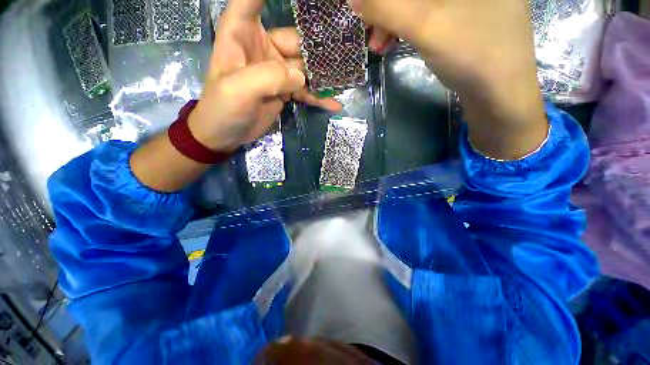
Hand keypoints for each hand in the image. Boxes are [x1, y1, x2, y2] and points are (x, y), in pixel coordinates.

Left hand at [189, 0, 341, 151]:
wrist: (226, 135)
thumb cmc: (222, 109)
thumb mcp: (239, 90)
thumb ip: (269, 77)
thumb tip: (300, 76)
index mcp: (242, 32)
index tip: (305, 0)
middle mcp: (262, 47)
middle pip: (295, 40)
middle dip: (318, 46)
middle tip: (345, 51)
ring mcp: (276, 71)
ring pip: (305, 67)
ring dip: (323, 75)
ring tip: (345, 78)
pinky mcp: (285, 90)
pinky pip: (305, 90)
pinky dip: (319, 97)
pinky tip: (334, 103)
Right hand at [349, 0, 547, 158]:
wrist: (499, 95)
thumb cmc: (471, 54)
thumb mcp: (425, 25)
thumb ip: (386, 7)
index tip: (366, 11)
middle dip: (388, 8)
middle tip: (371, 31)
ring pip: (420, 2)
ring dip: (394, 20)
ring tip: (379, 45)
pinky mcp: (465, 14)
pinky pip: (428, 12)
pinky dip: (407, 26)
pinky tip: (395, 41)